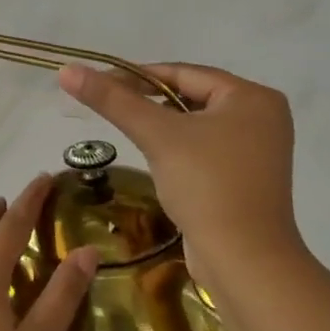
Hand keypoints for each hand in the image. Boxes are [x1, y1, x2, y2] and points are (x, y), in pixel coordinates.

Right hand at [58, 62, 306, 291]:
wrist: (243, 260)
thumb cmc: (206, 186)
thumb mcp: (156, 135)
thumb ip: (112, 100)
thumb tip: (67, 70)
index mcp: (252, 97)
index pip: (184, 73)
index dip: (138, 75)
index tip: (99, 84)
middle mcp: (262, 117)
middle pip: (190, 96)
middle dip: (148, 101)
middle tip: (108, 108)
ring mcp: (257, 150)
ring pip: (196, 125)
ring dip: (161, 126)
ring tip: (126, 131)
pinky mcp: (247, 178)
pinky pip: (204, 149)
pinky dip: (178, 149)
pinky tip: (155, 159)